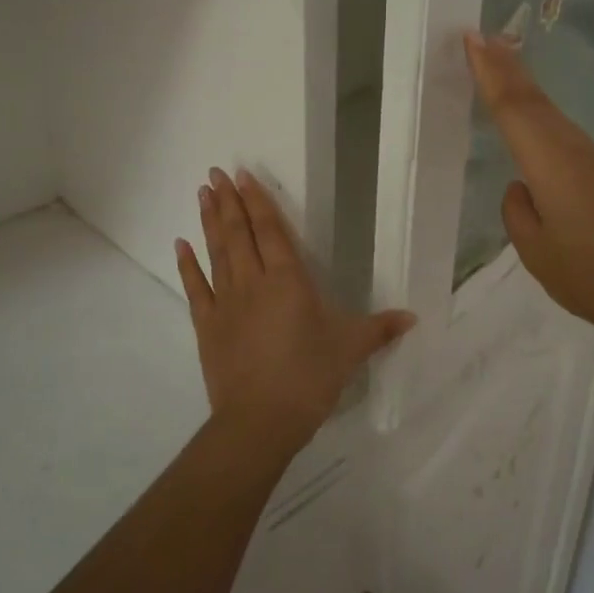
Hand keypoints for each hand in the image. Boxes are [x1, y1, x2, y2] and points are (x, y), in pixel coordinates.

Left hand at [177, 168, 415, 447]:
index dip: (258, 201)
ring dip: (209, 221)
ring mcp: (226, 303)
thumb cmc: (310, 377)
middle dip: (229, 201)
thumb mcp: (351, 349)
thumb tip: (412, 318)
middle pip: (239, 233)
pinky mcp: (207, 326)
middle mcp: (254, 282)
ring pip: (216, 252)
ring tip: (202, 193)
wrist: (260, 420)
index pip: (271, 230)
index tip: (243, 175)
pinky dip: (187, 265)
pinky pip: (195, 288)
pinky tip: (180, 244)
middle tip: (216, 173)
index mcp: (289, 280)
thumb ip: (380, 329)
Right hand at [464, 32, 593, 344]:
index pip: (513, 109)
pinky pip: (562, 130)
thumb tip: (520, 187)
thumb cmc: (589, 276)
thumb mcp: (537, 251)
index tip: (472, 40)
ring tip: (501, 59)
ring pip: (550, 111)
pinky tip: (533, 113)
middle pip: (534, 100)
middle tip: (481, 37)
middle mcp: (572, 151)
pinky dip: (540, 110)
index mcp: (550, 165)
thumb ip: (519, 213)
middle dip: (507, 67)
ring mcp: (591, 160)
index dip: (491, 74)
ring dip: (524, 83)